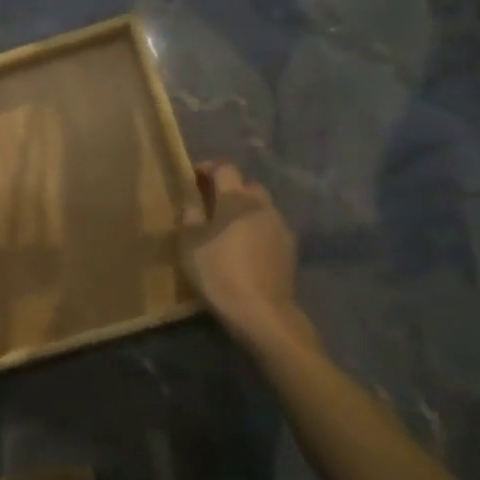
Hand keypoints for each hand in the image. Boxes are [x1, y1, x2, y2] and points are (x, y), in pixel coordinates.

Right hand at [179, 162, 303, 341]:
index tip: (194, 177)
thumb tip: (193, 206)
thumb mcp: (189, 246)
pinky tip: (246, 248)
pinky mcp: (290, 248)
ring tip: (229, 228)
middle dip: (230, 188)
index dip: (208, 168)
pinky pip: (270, 228)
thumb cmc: (219, 273)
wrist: (261, 312)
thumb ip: (190, 219)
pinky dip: (257, 229)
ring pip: (261, 207)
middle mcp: (262, 206)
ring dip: (245, 210)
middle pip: (246, 185)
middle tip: (211, 204)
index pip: (224, 168)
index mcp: (236, 199)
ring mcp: (280, 226)